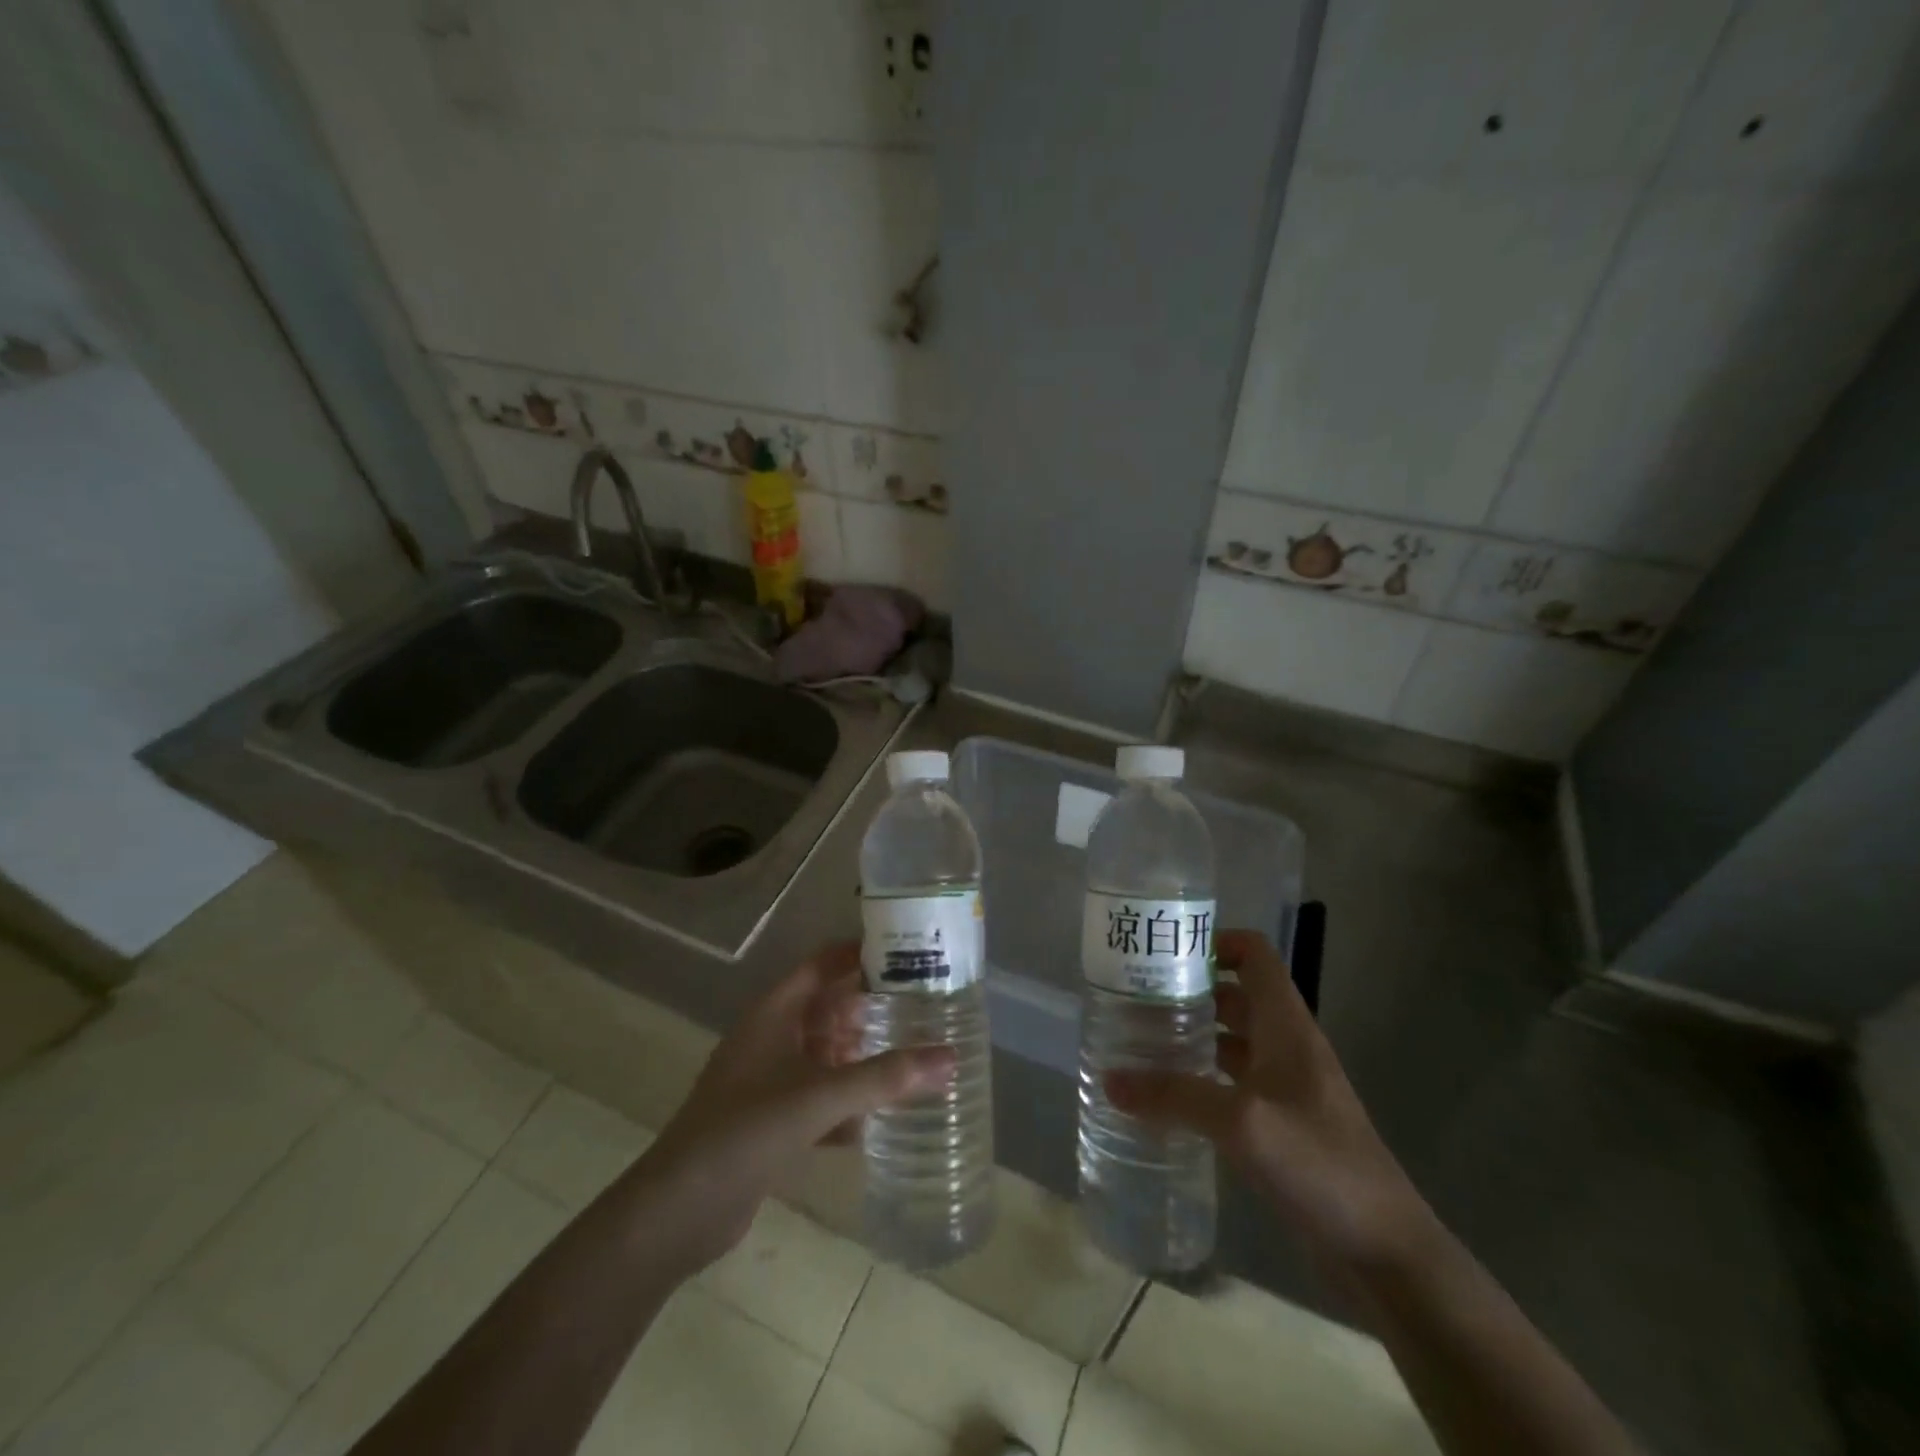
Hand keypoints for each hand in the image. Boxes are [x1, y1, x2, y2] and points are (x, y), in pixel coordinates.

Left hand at [637, 943, 952, 1269]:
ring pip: (825, 1056)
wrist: (678, 1211)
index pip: (823, 963)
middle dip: (871, 1009)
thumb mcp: (820, 1097)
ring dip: (862, 1058)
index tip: (908, 953)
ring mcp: (768, 1080)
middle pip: (828, 1009)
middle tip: (924, 1009)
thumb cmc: (746, 1130)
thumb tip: (950, 1058)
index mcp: (775, 1012)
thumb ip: (886, 1077)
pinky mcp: (770, 1121)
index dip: (861, 953)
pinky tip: (880, 1121)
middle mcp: (771, 1037)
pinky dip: (846, 1105)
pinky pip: (818, 1099)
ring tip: (913, 1058)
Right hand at [1106, 929, 1429, 1269]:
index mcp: (1287, 1025)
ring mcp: (1285, 1087)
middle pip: (1234, 995)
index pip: (1254, 954)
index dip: (1214, 942)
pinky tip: (1165, 1097)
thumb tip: (1108, 1078)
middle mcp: (1286, 1046)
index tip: (1163, 954)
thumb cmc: (1321, 1165)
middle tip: (1133, 999)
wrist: (1386, 1254)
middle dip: (1187, 991)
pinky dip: (1200, 1080)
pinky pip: (1231, 1084)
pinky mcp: (1280, 1126)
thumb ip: (1174, 1096)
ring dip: (1190, 1035)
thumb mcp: (1242, 1122)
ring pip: (1230, 1041)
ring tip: (1137, 1041)